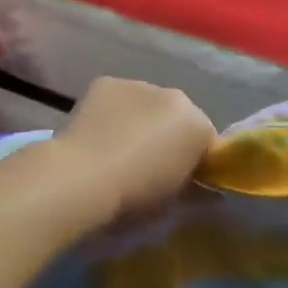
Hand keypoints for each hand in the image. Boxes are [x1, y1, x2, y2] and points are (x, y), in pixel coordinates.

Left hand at [52, 77, 216, 221]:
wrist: (81, 178)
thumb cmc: (134, 197)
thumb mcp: (172, 204)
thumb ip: (194, 192)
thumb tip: (204, 192)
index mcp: (197, 125)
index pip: (207, 141)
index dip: (195, 162)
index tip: (181, 182)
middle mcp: (174, 96)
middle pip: (178, 118)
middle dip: (169, 137)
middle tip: (149, 167)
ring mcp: (138, 84)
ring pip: (148, 105)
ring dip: (141, 122)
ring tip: (119, 150)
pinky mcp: (106, 83)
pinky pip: (120, 99)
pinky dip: (114, 113)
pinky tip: (99, 135)